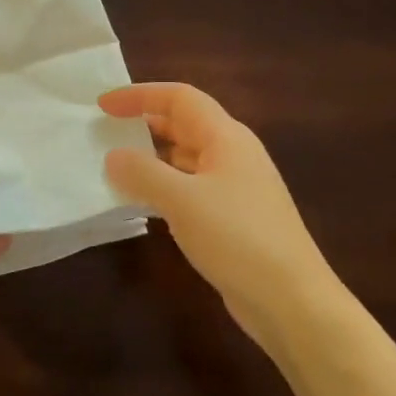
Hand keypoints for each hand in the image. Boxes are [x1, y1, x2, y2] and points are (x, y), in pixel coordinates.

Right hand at [100, 83, 340, 353]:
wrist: (292, 300)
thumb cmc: (237, 238)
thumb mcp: (182, 200)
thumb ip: (143, 173)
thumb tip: (114, 156)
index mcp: (226, 137)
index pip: (179, 98)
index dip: (140, 95)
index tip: (103, 106)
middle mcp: (233, 154)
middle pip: (183, 125)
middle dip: (144, 125)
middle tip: (104, 135)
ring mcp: (235, 187)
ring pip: (186, 159)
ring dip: (152, 159)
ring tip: (114, 168)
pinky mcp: (233, 218)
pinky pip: (190, 189)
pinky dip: (164, 188)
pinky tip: (142, 205)